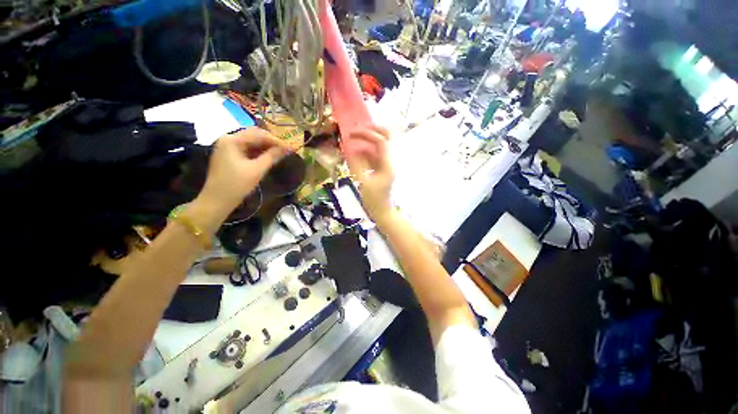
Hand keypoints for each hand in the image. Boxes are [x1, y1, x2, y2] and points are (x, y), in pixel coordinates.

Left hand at [196, 128, 289, 220]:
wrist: (217, 201)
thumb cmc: (236, 185)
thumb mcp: (257, 170)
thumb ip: (272, 156)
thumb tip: (288, 148)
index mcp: (232, 140)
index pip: (258, 134)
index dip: (276, 140)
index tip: (290, 147)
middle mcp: (228, 139)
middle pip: (254, 135)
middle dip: (271, 142)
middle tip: (286, 150)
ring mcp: (227, 147)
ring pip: (251, 142)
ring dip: (266, 147)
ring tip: (280, 153)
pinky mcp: (229, 156)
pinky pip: (247, 149)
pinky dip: (258, 152)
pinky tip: (268, 157)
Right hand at [344, 126, 394, 224]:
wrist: (382, 212)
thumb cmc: (373, 200)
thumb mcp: (363, 182)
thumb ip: (357, 164)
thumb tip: (352, 148)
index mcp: (389, 164)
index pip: (381, 141)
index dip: (367, 134)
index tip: (351, 134)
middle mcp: (392, 161)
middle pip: (388, 137)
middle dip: (373, 131)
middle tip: (357, 131)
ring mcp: (389, 164)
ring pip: (381, 145)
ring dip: (368, 141)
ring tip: (353, 140)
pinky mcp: (384, 168)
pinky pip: (376, 155)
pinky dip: (367, 151)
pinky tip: (357, 154)